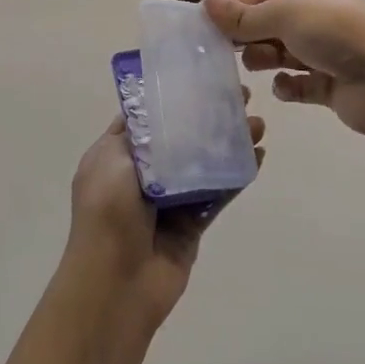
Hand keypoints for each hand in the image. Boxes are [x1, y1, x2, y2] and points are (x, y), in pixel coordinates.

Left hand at [62, 106, 264, 333]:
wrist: (115, 285)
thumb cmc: (107, 214)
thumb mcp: (109, 161)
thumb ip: (137, 134)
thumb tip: (154, 110)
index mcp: (116, 156)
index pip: (147, 118)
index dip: (173, 97)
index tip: (202, 77)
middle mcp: (143, 174)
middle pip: (181, 137)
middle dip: (209, 116)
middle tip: (240, 96)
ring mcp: (170, 199)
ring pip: (205, 163)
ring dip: (230, 142)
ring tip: (257, 123)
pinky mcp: (193, 223)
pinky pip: (218, 193)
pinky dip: (237, 174)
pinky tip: (257, 156)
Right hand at [203, 0, 364, 138]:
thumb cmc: (336, 33)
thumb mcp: (285, 13)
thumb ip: (244, 13)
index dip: (235, 7)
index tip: (204, 23)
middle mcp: (322, 19)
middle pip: (272, 25)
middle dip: (249, 36)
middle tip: (224, 50)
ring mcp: (329, 53)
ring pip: (284, 54)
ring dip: (266, 59)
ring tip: (255, 66)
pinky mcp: (333, 86)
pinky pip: (300, 85)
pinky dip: (288, 87)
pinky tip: (283, 88)